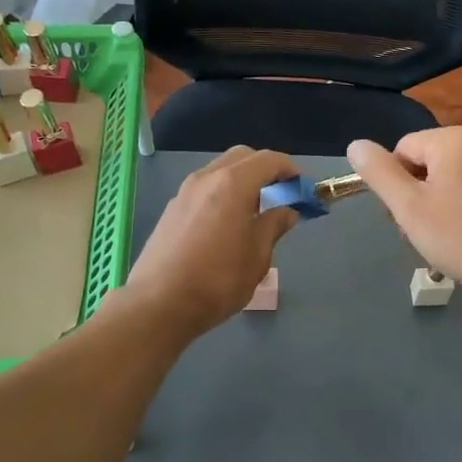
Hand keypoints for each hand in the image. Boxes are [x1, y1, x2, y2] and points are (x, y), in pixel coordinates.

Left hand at [120, 146, 300, 338]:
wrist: (158, 304)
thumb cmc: (217, 281)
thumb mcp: (257, 257)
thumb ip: (274, 226)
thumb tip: (287, 211)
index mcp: (233, 184)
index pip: (268, 160)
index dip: (290, 170)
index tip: (302, 188)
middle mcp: (206, 178)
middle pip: (242, 157)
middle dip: (265, 169)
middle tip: (281, 194)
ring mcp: (185, 192)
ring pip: (220, 170)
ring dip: (242, 180)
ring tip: (255, 210)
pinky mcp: (171, 208)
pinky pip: (204, 187)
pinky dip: (223, 192)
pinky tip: (228, 222)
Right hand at [347, 128, 461, 297]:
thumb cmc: (457, 235)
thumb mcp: (407, 205)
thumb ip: (378, 172)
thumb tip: (355, 145)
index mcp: (453, 139)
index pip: (402, 150)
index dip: (394, 184)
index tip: (402, 215)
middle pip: (424, 162)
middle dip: (413, 194)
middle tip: (418, 231)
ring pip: (445, 178)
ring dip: (432, 204)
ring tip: (439, 237)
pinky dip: (456, 208)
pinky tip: (460, 235)